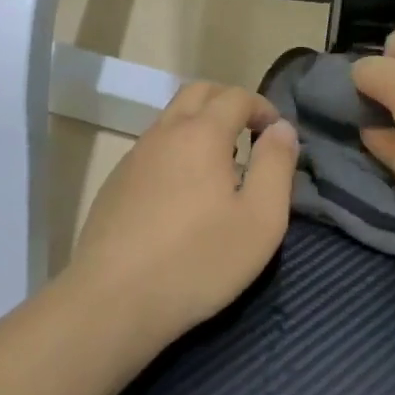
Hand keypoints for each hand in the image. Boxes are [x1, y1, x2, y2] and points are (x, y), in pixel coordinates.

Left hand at [69, 82, 299, 349]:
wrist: (112, 301)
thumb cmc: (198, 260)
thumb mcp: (260, 219)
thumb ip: (276, 165)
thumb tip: (282, 128)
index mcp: (201, 133)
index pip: (236, 96)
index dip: (262, 106)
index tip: (275, 134)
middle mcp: (165, 132)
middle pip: (198, 93)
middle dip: (229, 103)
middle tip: (249, 136)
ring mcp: (134, 156)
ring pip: (172, 119)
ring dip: (200, 125)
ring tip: (220, 167)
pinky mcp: (115, 182)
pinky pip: (153, 148)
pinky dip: (176, 150)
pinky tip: (183, 194)